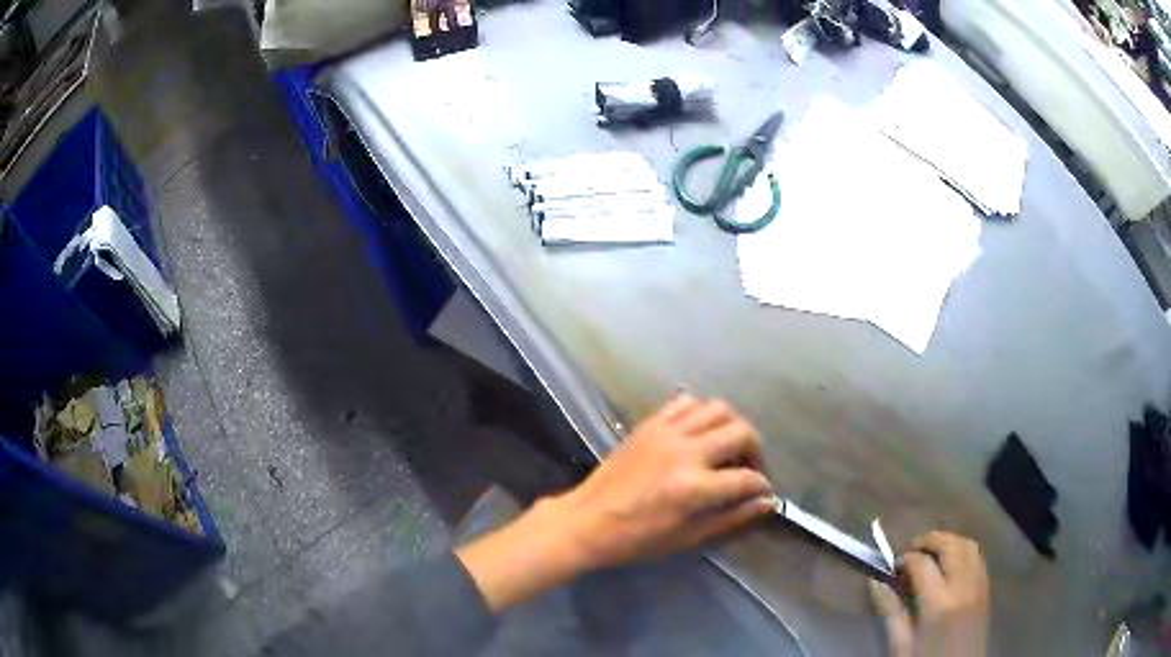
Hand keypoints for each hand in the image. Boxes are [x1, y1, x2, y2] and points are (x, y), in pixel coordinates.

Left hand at [456, 396, 774, 612]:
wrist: (586, 521)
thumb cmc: (637, 539)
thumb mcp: (688, 538)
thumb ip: (732, 518)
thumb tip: (768, 503)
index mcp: (694, 488)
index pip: (748, 478)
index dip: (763, 487)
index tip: (764, 493)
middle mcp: (685, 452)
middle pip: (742, 432)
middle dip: (756, 451)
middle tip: (750, 470)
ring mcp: (666, 432)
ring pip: (719, 408)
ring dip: (733, 426)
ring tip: (728, 448)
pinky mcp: (650, 423)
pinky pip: (686, 403)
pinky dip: (702, 413)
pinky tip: (700, 433)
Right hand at [870, 531, 989, 656]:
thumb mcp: (901, 646)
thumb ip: (890, 613)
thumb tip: (876, 582)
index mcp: (939, 604)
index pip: (922, 564)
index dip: (905, 559)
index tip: (892, 567)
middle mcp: (964, 587)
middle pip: (951, 546)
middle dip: (929, 540)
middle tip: (910, 550)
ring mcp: (979, 586)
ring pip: (969, 546)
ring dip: (949, 541)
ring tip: (931, 553)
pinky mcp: (987, 590)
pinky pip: (978, 558)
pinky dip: (963, 551)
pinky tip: (950, 565)